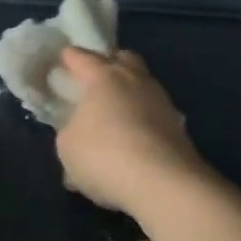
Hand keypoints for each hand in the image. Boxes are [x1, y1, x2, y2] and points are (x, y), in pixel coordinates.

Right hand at [54, 48, 204, 212]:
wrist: (163, 182)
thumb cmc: (104, 155)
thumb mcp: (67, 146)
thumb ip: (70, 131)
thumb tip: (78, 133)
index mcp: (104, 77)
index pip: (82, 57)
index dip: (70, 57)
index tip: (63, 59)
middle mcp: (135, 80)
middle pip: (122, 59)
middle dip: (108, 63)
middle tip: (94, 79)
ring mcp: (161, 101)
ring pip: (142, 85)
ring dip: (128, 94)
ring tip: (114, 115)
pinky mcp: (178, 125)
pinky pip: (152, 113)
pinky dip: (141, 120)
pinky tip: (132, 141)